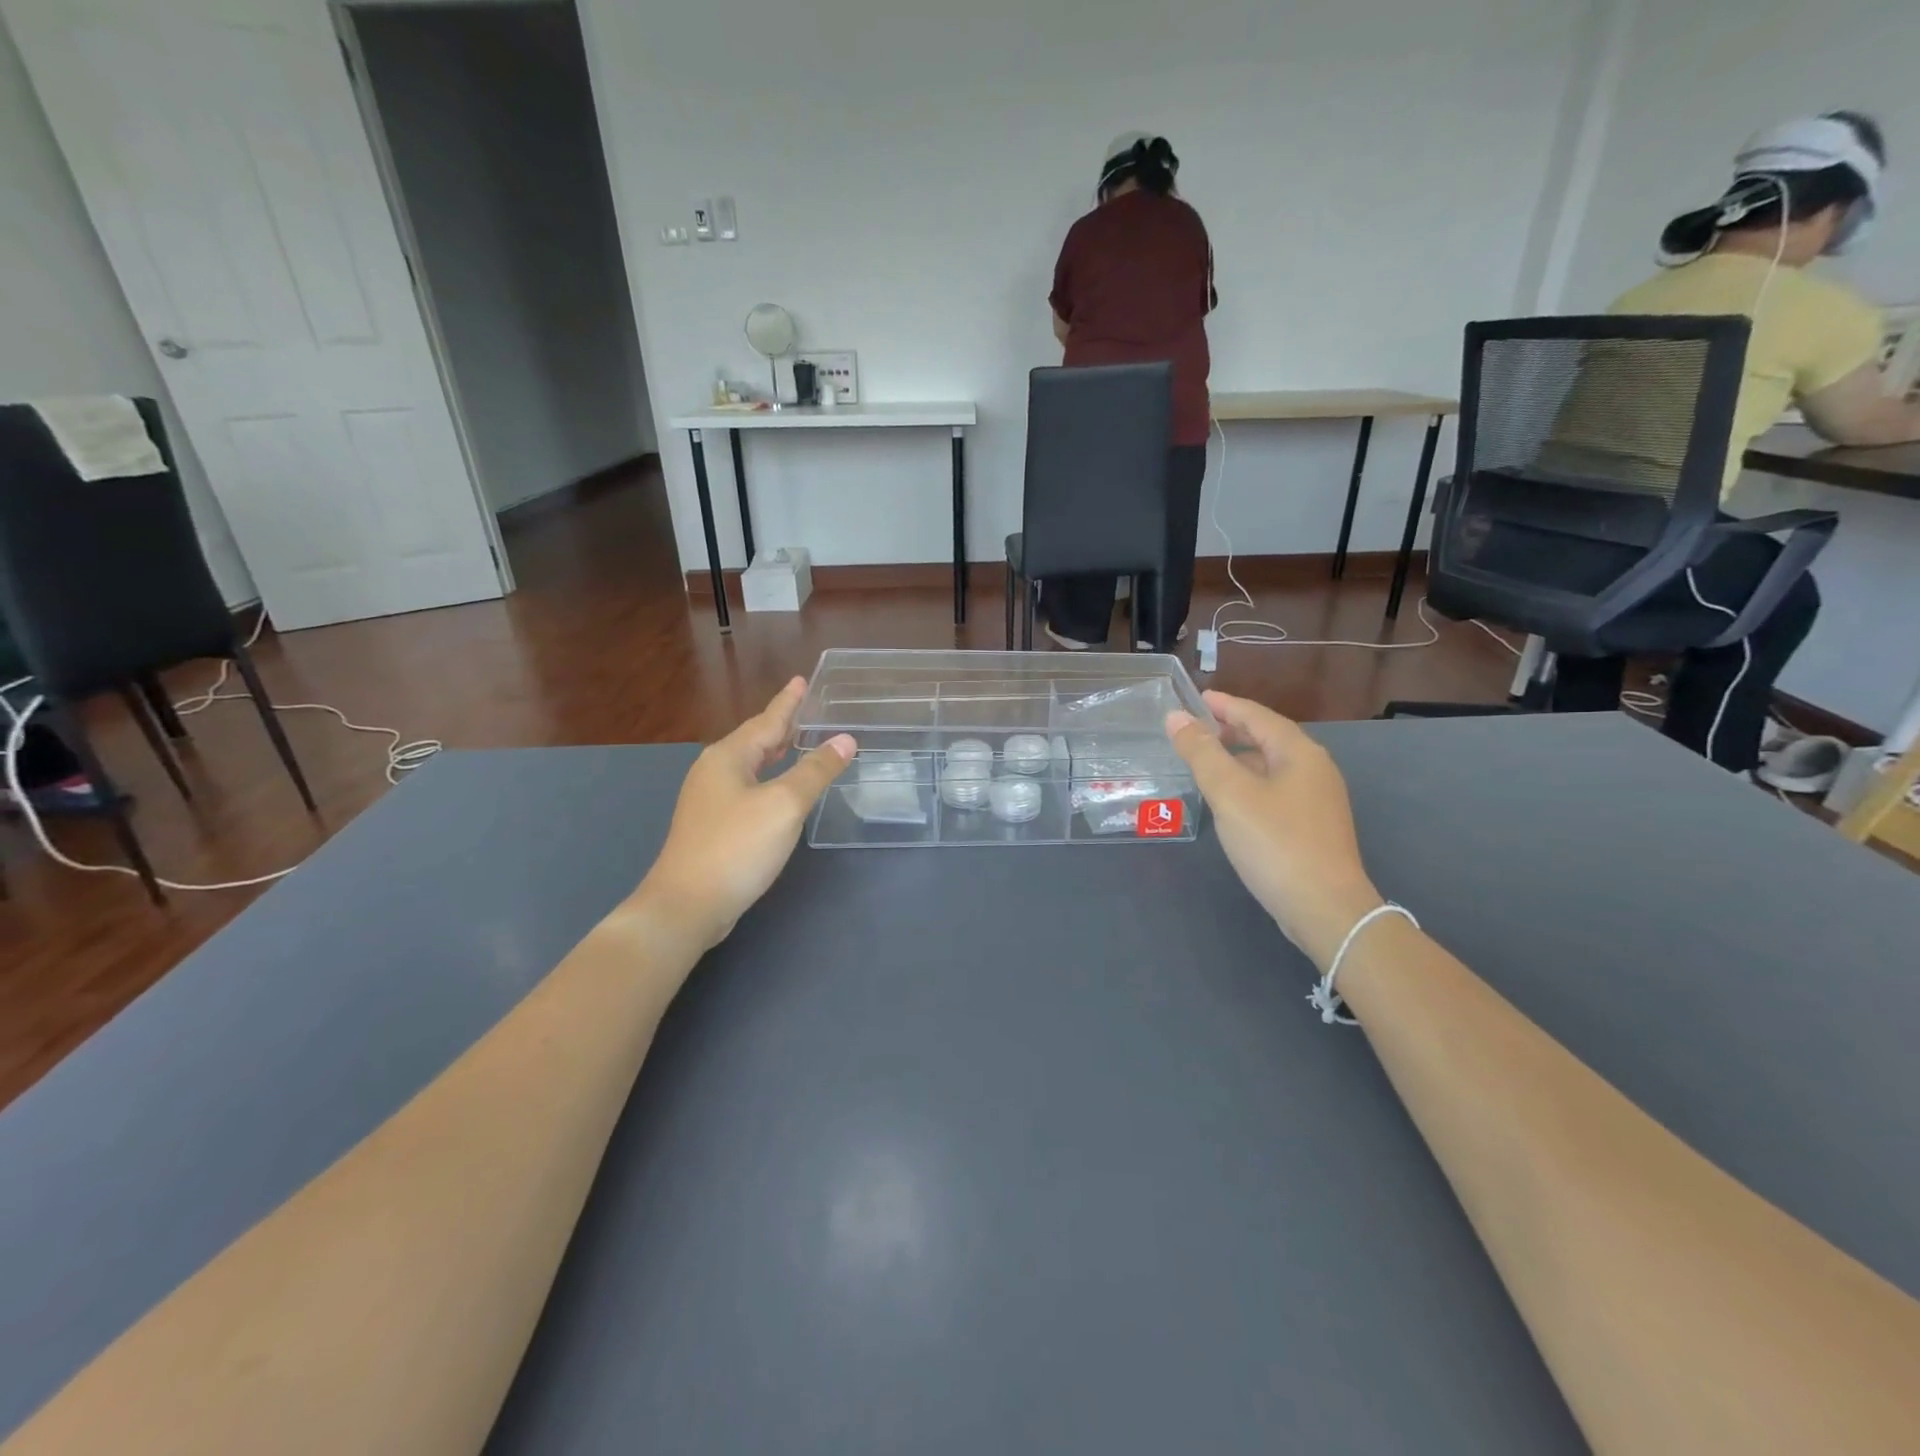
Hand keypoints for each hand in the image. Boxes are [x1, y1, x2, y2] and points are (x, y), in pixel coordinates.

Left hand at [636, 678, 854, 950]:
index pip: (767, 721)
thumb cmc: (736, 847)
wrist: (687, 905)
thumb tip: (845, 740)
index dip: (788, 702)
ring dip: (774, 752)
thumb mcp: (784, 805)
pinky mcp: (711, 826)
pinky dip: (767, 777)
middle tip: (806, 709)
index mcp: (728, 757)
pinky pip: (746, 787)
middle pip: (755, 740)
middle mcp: (714, 772)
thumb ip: (815, 770)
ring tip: (795, 741)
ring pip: (749, 765)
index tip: (801, 680)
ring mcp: (708, 800)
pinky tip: (778, 789)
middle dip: (781, 725)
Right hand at [1166, 692, 1381, 969]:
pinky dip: (1250, 779)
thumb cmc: (1275, 843)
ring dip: (1240, 756)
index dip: (1225, 705)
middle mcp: (1315, 769)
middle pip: (1269, 737)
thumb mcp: (1230, 794)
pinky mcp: (1314, 826)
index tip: (1197, 698)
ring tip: (1208, 759)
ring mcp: (1318, 799)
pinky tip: (1232, 798)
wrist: (1326, 909)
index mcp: (1299, 753)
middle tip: (1197, 728)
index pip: (1257, 715)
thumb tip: (1176, 718)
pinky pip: (1276, 787)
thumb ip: (1202, 753)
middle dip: (1233, 729)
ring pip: (1272, 764)